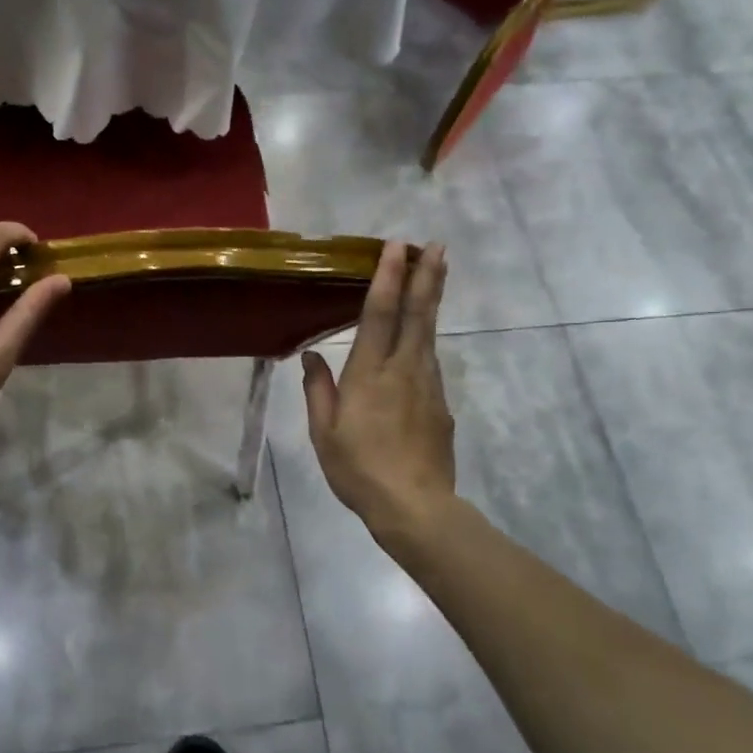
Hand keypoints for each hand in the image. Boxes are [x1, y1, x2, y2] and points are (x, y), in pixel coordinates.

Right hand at [302, 242, 455, 548]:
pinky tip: (417, 343)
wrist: (415, 507)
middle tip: (437, 245)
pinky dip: (425, 340)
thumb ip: (318, 390)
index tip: (396, 246)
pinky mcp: (441, 404)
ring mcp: (428, 385)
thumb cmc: (359, 469)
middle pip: (419, 314)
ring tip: (434, 274)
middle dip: (428, 276)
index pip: (380, 314)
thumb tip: (311, 356)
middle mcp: (404, 370)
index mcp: (370, 374)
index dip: (389, 277)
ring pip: (428, 334)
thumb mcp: (323, 433)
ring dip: (431, 300)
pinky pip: (429, 363)